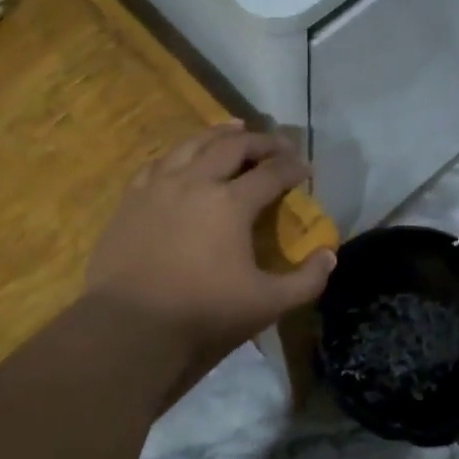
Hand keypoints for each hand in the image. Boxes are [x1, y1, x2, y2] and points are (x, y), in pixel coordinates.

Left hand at [84, 123, 335, 361]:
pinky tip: (184, 157)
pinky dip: (180, 153)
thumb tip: (329, 256)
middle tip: (278, 145)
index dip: (293, 168)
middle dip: (261, 141)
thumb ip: (306, 280)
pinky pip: (159, 162)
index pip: (272, 173)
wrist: (129, 329)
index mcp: (231, 203)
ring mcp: (158, 187)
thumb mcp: (267, 304)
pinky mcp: (131, 200)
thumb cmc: (203, 315)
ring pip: (192, 144)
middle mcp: (195, 182)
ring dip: (219, 134)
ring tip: (234, 129)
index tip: (306, 169)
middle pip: (233, 146)